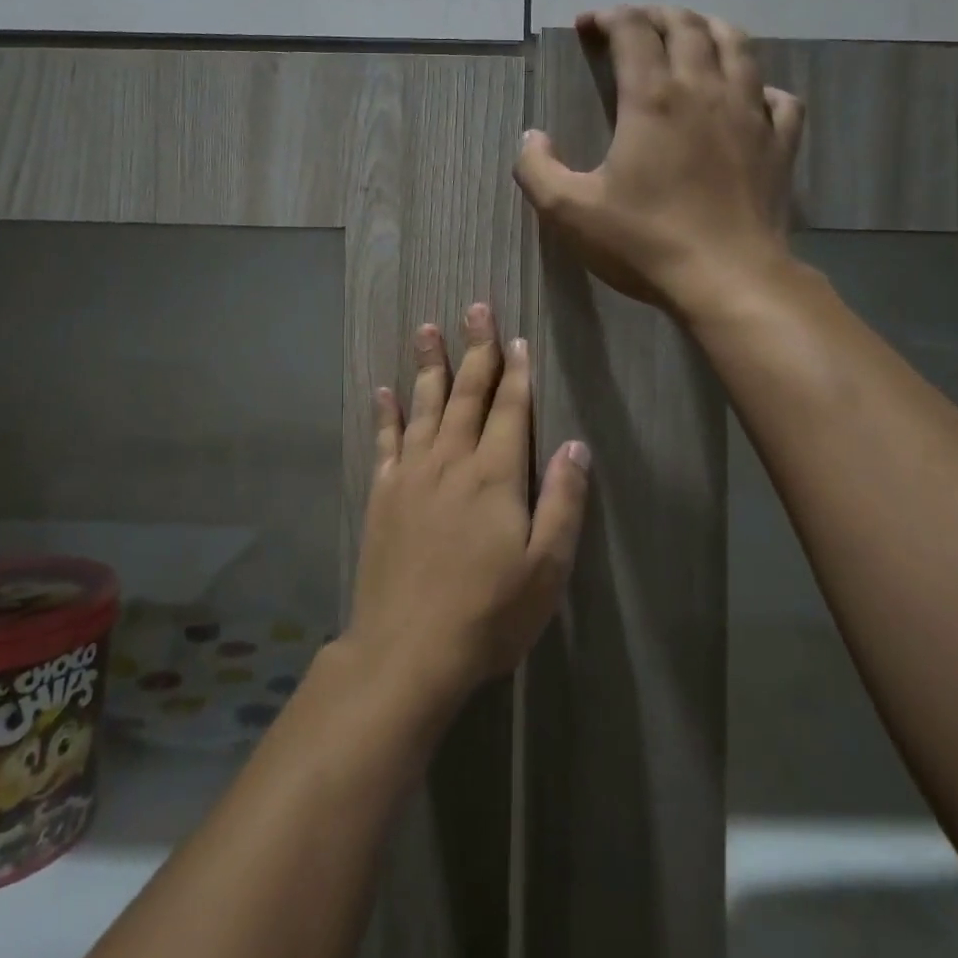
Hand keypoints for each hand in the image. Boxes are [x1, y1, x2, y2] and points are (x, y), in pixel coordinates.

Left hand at [346, 305, 589, 705]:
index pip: (509, 409)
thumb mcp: (546, 568)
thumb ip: (561, 501)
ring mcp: (411, 474)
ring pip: (424, 406)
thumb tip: (575, 445)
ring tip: (428, 328)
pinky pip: (385, 441)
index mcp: (495, 476)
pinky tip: (385, 389)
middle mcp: (451, 461)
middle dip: (475, 350)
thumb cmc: (489, 614)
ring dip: (429, 365)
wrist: (408, 650)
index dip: (515, 372)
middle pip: (466, 394)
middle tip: (475, 307)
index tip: (515, 338)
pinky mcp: (382, 494)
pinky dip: (387, 412)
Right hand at [513, 5, 804, 315]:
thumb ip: (537, 169)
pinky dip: (760, 86)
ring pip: (738, 46)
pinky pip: (779, 97)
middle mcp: (706, 90)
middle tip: (634, 24)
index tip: (587, 25)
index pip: (633, 31)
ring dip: (709, 29)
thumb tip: (532, 137)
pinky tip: (749, 96)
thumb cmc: (644, 242)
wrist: (728, 279)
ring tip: (692, 34)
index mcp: (653, 98)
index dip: (609, 18)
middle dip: (657, 15)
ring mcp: (751, 114)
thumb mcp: (568, 211)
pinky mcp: (780, 143)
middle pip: (687, 26)